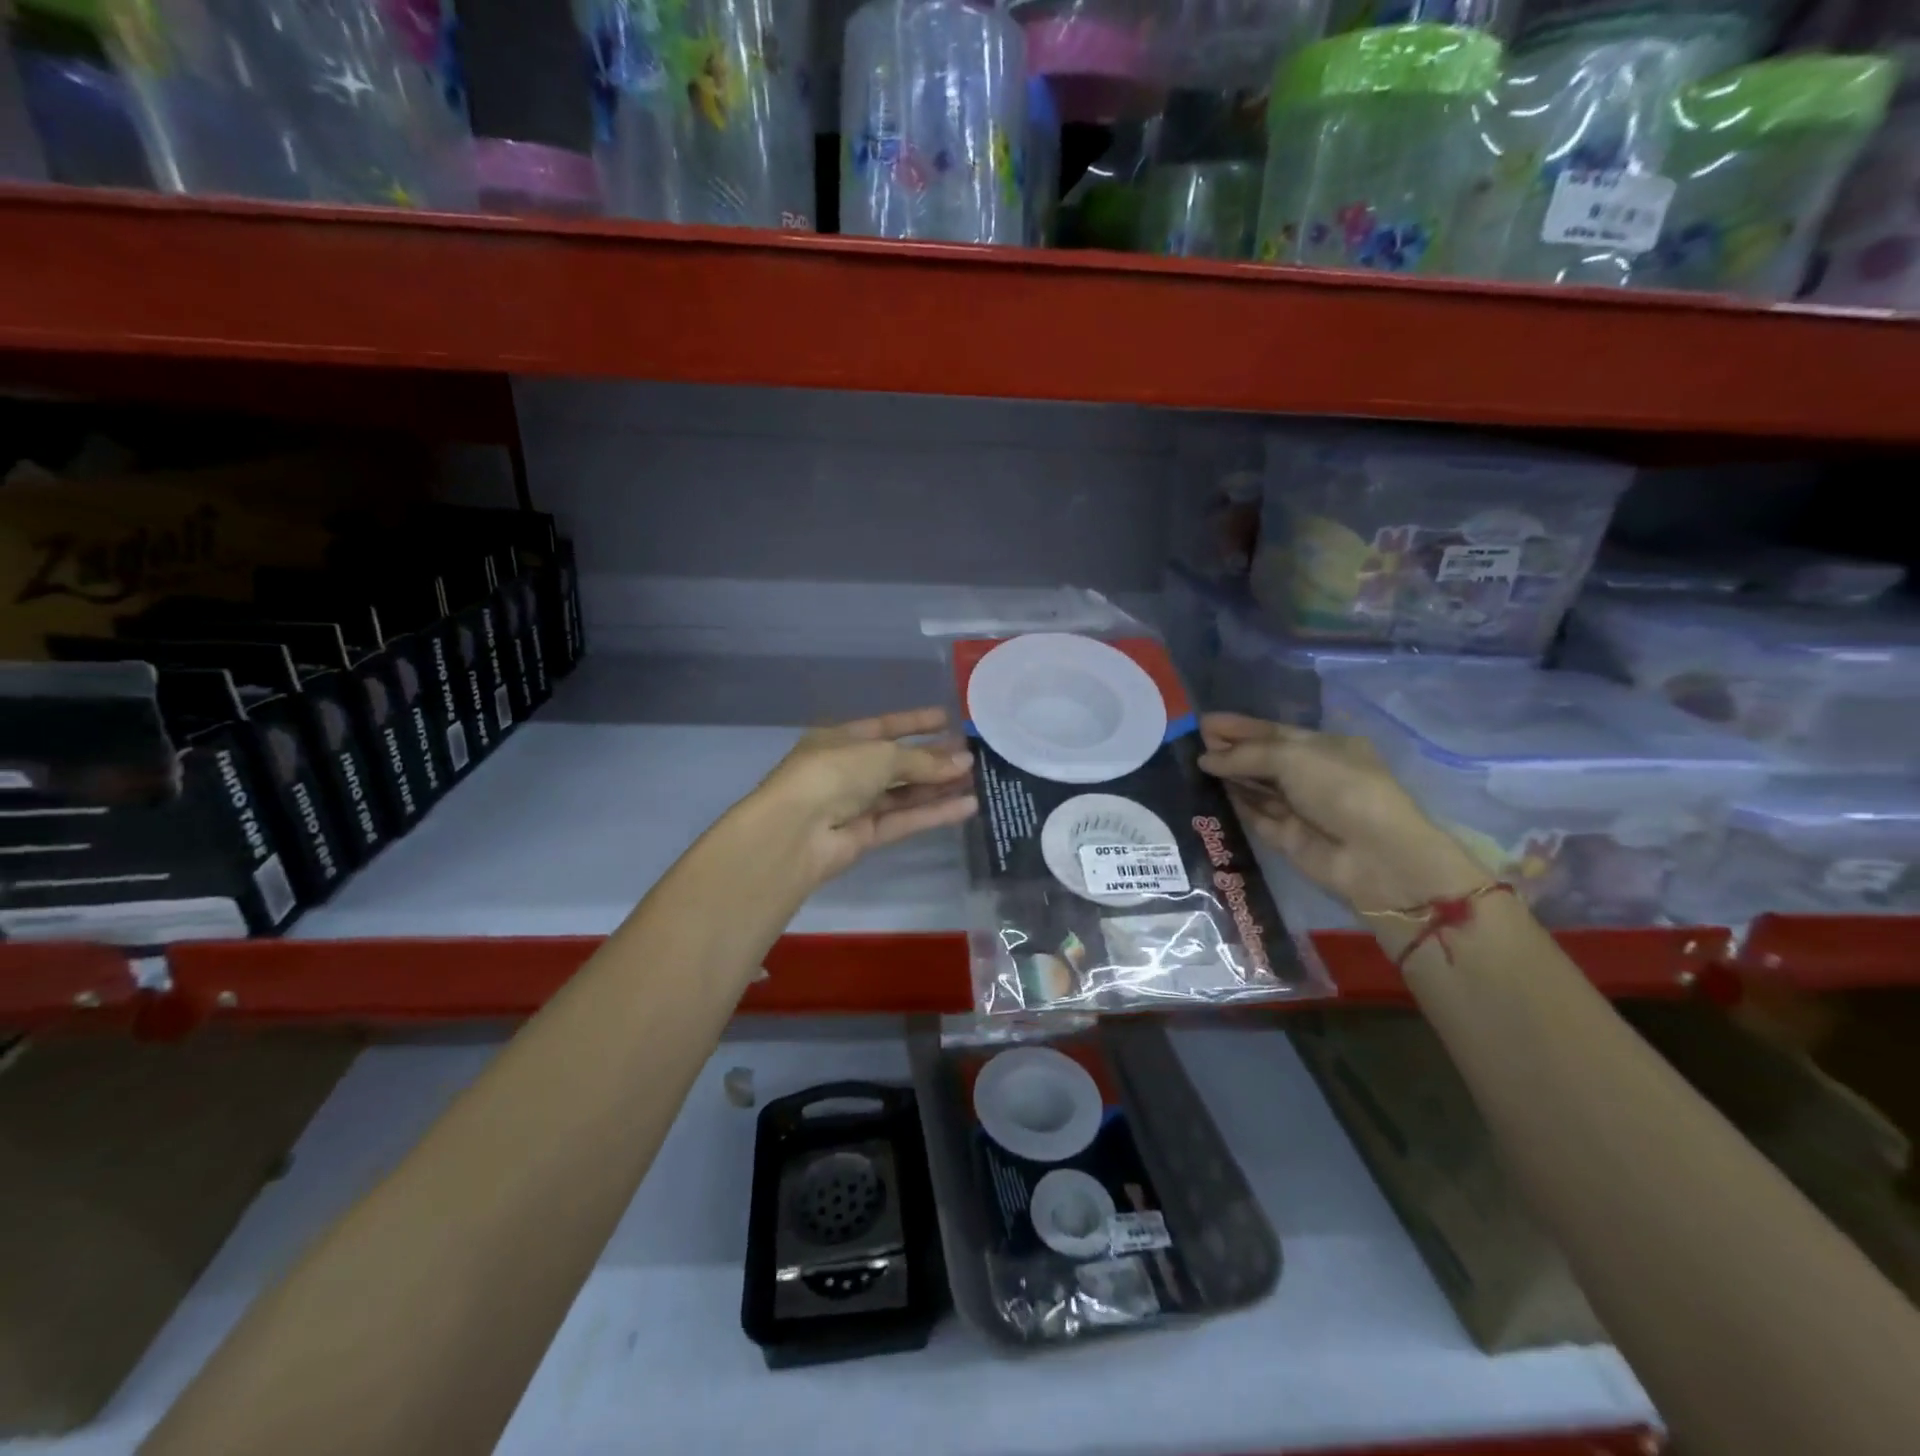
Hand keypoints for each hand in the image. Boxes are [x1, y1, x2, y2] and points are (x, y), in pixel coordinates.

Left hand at [752, 708, 977, 885]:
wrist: (795, 832)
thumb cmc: (833, 773)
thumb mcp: (881, 755)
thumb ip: (924, 760)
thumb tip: (964, 760)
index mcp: (839, 740)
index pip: (884, 726)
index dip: (915, 722)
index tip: (948, 719)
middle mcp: (847, 770)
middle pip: (897, 762)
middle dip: (933, 758)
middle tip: (972, 754)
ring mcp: (855, 805)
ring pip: (904, 793)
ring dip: (938, 786)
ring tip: (977, 778)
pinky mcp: (866, 836)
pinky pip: (905, 819)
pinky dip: (934, 813)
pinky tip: (968, 805)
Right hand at [1197, 712, 1485, 913]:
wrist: (1374, 855)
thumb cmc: (1340, 789)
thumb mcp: (1293, 757)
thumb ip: (1246, 754)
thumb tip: (1206, 758)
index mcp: (1325, 747)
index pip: (1274, 732)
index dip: (1240, 727)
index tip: (1205, 723)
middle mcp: (1312, 775)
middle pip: (1263, 759)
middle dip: (1231, 750)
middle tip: (1192, 743)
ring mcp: (1300, 808)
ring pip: (1256, 787)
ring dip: (1229, 776)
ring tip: (1192, 766)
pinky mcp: (1287, 838)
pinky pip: (1255, 816)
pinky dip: (1234, 805)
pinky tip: (1208, 793)